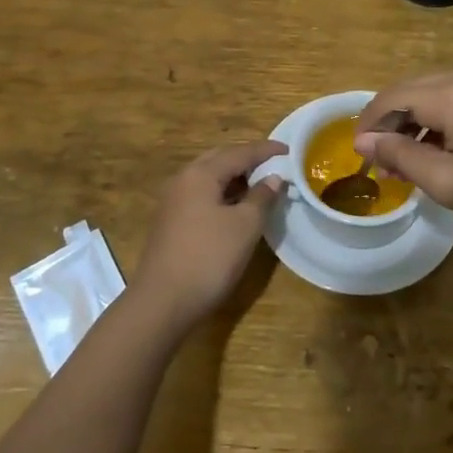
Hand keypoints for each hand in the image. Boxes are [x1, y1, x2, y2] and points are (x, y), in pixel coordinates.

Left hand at [131, 140, 285, 334]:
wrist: (163, 302)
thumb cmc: (209, 258)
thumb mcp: (245, 226)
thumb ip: (262, 197)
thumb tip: (273, 178)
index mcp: (200, 174)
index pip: (239, 152)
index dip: (266, 150)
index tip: (290, 150)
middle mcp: (183, 180)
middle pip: (220, 159)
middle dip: (247, 159)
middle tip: (273, 164)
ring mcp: (173, 201)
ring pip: (209, 177)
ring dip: (234, 177)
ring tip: (260, 184)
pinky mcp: (171, 221)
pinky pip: (201, 194)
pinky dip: (222, 193)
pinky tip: (236, 207)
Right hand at [354, 64, 452, 240]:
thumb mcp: (449, 183)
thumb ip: (402, 157)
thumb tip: (364, 141)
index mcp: (452, 94)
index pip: (392, 98)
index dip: (369, 124)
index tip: (360, 155)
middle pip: (408, 90)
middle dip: (388, 123)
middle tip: (380, 163)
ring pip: (428, 93)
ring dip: (410, 122)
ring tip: (404, 163)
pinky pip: (450, 98)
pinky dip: (433, 120)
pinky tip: (433, 151)